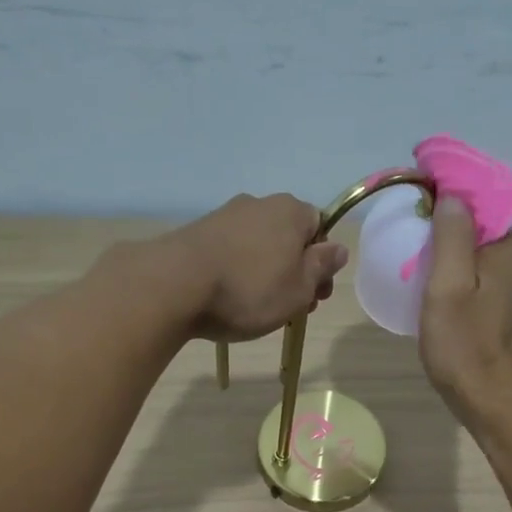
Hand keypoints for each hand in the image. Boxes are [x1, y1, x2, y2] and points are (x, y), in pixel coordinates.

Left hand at [165, 194, 349, 342]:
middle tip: (291, 307)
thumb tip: (337, 249)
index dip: (322, 262)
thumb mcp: (299, 288)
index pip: (320, 227)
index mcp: (291, 211)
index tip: (316, 293)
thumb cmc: (249, 290)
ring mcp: (224, 216)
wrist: (174, 286)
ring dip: (266, 272)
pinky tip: (229, 297)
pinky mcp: (197, 233)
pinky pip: (231, 251)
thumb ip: (322, 266)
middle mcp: (258, 204)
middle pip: (288, 236)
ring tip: (258, 307)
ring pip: (259, 245)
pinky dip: (237, 271)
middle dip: (295, 270)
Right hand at [418, 195, 511, 424]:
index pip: (481, 197)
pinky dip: (455, 268)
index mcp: (505, 248)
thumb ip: (451, 237)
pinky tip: (432, 282)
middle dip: (447, 212)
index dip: (450, 186)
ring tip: (413, 246)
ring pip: (478, 250)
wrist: (493, 403)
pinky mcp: (503, 311)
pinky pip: (477, 274)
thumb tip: (451, 195)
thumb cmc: (466, 346)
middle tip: (408, 218)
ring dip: (449, 242)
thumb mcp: (448, 287)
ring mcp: (511, 289)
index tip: (416, 187)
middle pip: (480, 222)